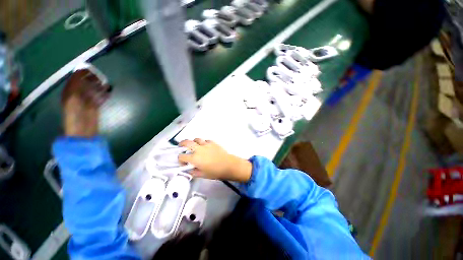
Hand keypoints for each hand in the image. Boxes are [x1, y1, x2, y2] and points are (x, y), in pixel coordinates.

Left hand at [62, 69, 110, 136]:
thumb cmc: (74, 113)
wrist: (81, 129)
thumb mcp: (71, 96)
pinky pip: (99, 99)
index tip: (91, 69)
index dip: (82, 73)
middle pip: (85, 84)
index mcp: (69, 92)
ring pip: (93, 91)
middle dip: (92, 80)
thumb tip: (82, 70)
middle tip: (100, 77)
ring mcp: (86, 102)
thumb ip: (76, 83)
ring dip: (99, 87)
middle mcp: (77, 95)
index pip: (75, 79)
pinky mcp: (94, 107)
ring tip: (106, 84)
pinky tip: (108, 92)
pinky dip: (104, 95)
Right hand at [178, 139, 252, 182]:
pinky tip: (205, 146)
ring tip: (194, 145)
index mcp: (194, 158)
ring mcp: (206, 144)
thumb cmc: (215, 172)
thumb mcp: (202, 175)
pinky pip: (206, 140)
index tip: (183, 162)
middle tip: (181, 146)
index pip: (182, 157)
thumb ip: (193, 172)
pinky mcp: (213, 143)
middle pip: (187, 142)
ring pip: (197, 139)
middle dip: (182, 144)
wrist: (228, 165)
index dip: (180, 160)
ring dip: (193, 142)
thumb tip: (189, 170)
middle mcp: (198, 149)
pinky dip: (203, 142)